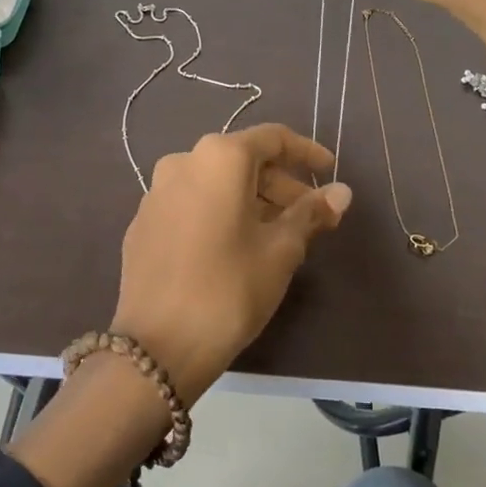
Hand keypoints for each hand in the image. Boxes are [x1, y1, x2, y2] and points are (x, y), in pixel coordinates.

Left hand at [113, 124, 352, 404]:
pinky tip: (234, 247)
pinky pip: (191, 204)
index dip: (306, 152)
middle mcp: (183, 162)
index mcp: (219, 158)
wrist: (157, 347)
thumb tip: (342, 192)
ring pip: (215, 183)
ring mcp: (156, 192)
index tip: (330, 171)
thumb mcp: (281, 250)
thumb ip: (311, 213)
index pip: (272, 139)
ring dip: (251, 200)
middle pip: (242, 161)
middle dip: (280, 184)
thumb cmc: (229, 289)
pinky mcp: (143, 223)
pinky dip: (219, 213)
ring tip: (278, 236)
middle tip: (311, 216)